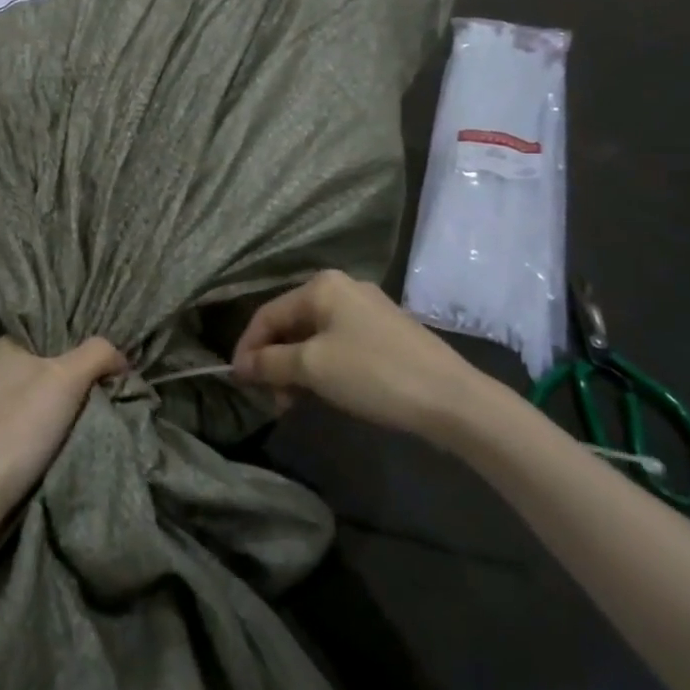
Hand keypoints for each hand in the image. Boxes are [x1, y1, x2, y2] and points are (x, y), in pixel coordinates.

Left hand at [0, 337, 126, 527]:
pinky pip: (11, 427)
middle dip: (62, 382)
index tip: (97, 368)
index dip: (73, 348)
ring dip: (46, 412)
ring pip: (22, 400)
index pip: (43, 336)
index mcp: (0, 348)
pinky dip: (29, 435)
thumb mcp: (68, 378)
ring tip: (75, 427)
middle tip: (94, 398)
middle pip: (35, 369)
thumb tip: (119, 357)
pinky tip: (45, 449)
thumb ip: (98, 354)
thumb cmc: (19, 425)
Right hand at [232, 270, 489, 443]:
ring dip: (296, 370)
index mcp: (321, 286)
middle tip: (270, 398)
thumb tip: (240, 366)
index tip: (237, 381)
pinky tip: (323, 394)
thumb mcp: (312, 368)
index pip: (267, 314)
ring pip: (314, 338)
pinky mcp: (385, 333)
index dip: (247, 348)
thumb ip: (269, 363)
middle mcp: (342, 289)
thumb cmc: (373, 374)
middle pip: (290, 325)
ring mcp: (367, 310)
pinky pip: (338, 346)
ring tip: (294, 403)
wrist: (453, 400)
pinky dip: (322, 369)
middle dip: (274, 362)